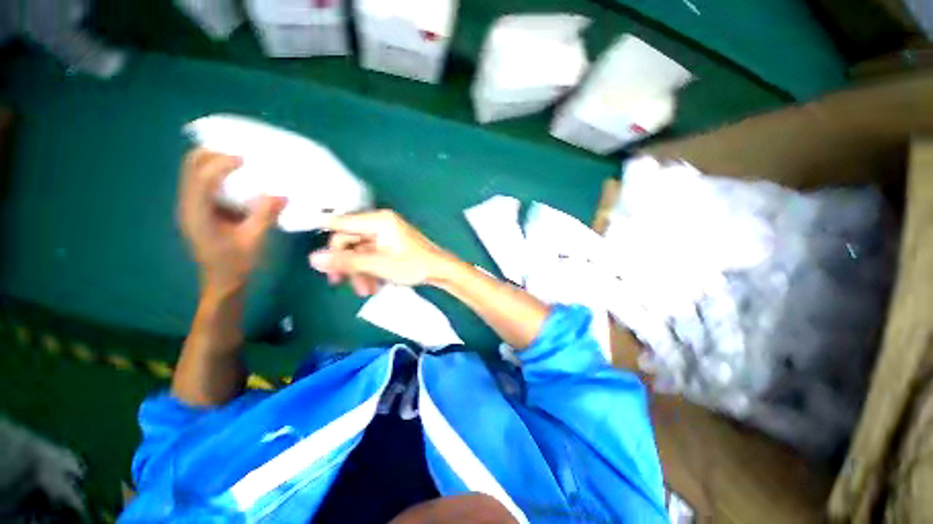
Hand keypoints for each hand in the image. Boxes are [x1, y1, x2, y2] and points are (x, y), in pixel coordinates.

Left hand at [178, 148, 285, 295]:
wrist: (222, 282)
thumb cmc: (235, 264)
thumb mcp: (253, 241)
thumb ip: (264, 216)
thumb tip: (282, 195)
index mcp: (198, 214)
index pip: (202, 179)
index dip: (221, 164)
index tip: (245, 159)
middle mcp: (189, 206)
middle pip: (191, 168)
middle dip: (212, 155)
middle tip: (239, 155)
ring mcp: (192, 207)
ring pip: (194, 172)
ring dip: (213, 162)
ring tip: (239, 162)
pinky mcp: (200, 210)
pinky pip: (203, 182)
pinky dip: (217, 174)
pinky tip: (237, 179)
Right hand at [309, 210, 451, 295]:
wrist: (440, 270)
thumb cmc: (413, 265)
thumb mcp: (378, 265)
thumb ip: (347, 261)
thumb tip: (313, 259)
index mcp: (378, 221)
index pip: (341, 224)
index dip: (327, 240)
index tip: (317, 260)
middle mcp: (380, 224)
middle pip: (349, 240)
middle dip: (346, 263)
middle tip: (340, 283)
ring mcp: (386, 235)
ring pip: (360, 251)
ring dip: (358, 271)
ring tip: (365, 291)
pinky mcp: (390, 245)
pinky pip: (371, 255)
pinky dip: (369, 269)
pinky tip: (373, 286)